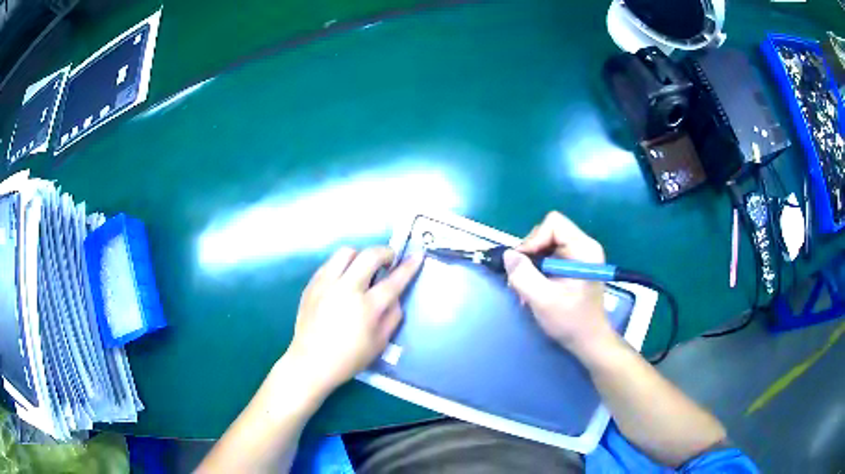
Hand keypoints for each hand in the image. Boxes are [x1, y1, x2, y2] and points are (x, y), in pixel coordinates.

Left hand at [285, 247, 421, 394]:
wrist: (311, 362)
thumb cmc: (349, 358)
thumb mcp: (380, 343)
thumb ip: (393, 316)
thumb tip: (395, 296)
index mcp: (367, 307)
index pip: (393, 280)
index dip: (408, 267)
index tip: (417, 256)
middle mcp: (346, 289)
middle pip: (369, 256)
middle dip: (385, 252)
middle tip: (389, 260)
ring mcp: (326, 284)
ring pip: (346, 252)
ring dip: (361, 255)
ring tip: (363, 268)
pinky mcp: (312, 284)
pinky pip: (330, 263)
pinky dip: (342, 265)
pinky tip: (344, 278)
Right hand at [503, 212, 616, 356]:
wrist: (588, 341)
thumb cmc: (571, 321)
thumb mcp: (544, 300)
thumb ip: (524, 276)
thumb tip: (508, 255)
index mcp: (584, 249)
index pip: (553, 223)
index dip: (534, 239)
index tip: (524, 263)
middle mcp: (582, 246)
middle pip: (546, 232)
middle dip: (530, 254)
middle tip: (520, 279)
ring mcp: (577, 256)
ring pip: (544, 245)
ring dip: (530, 265)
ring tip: (525, 289)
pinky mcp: (571, 266)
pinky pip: (547, 257)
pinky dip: (536, 271)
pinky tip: (533, 290)